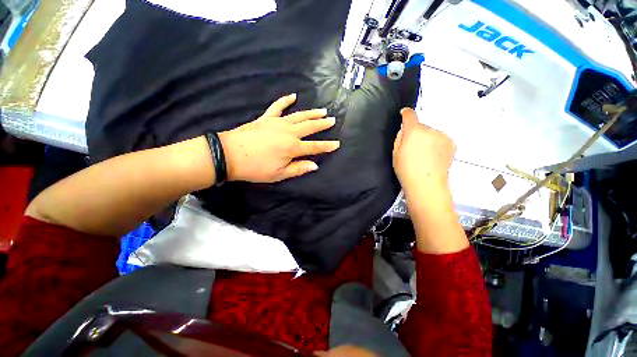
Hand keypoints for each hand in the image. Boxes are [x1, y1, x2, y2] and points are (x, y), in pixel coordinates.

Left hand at [219, 94, 339, 182]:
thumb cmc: (256, 168)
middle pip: (310, 127)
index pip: (315, 147)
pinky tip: (293, 96)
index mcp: (293, 148)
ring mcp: (277, 123)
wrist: (229, 154)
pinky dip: (285, 100)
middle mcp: (289, 133)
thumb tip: (315, 165)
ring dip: (312, 113)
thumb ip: (299, 169)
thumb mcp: (279, 174)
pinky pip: (277, 106)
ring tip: (322, 110)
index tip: (337, 143)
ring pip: (299, 116)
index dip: (327, 146)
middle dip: (323, 124)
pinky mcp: (266, 118)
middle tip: (333, 120)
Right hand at [392, 108, 455, 192]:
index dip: (406, 113)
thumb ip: (399, 138)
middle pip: (421, 126)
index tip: (404, 113)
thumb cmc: (406, 170)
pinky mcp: (451, 143)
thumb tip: (405, 130)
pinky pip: (440, 139)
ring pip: (431, 133)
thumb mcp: (395, 154)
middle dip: (416, 133)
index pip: (410, 115)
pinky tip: (433, 157)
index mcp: (414, 131)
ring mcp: (443, 136)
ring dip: (427, 139)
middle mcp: (431, 130)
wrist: (427, 184)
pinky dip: (436, 144)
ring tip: (424, 155)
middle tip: (412, 149)